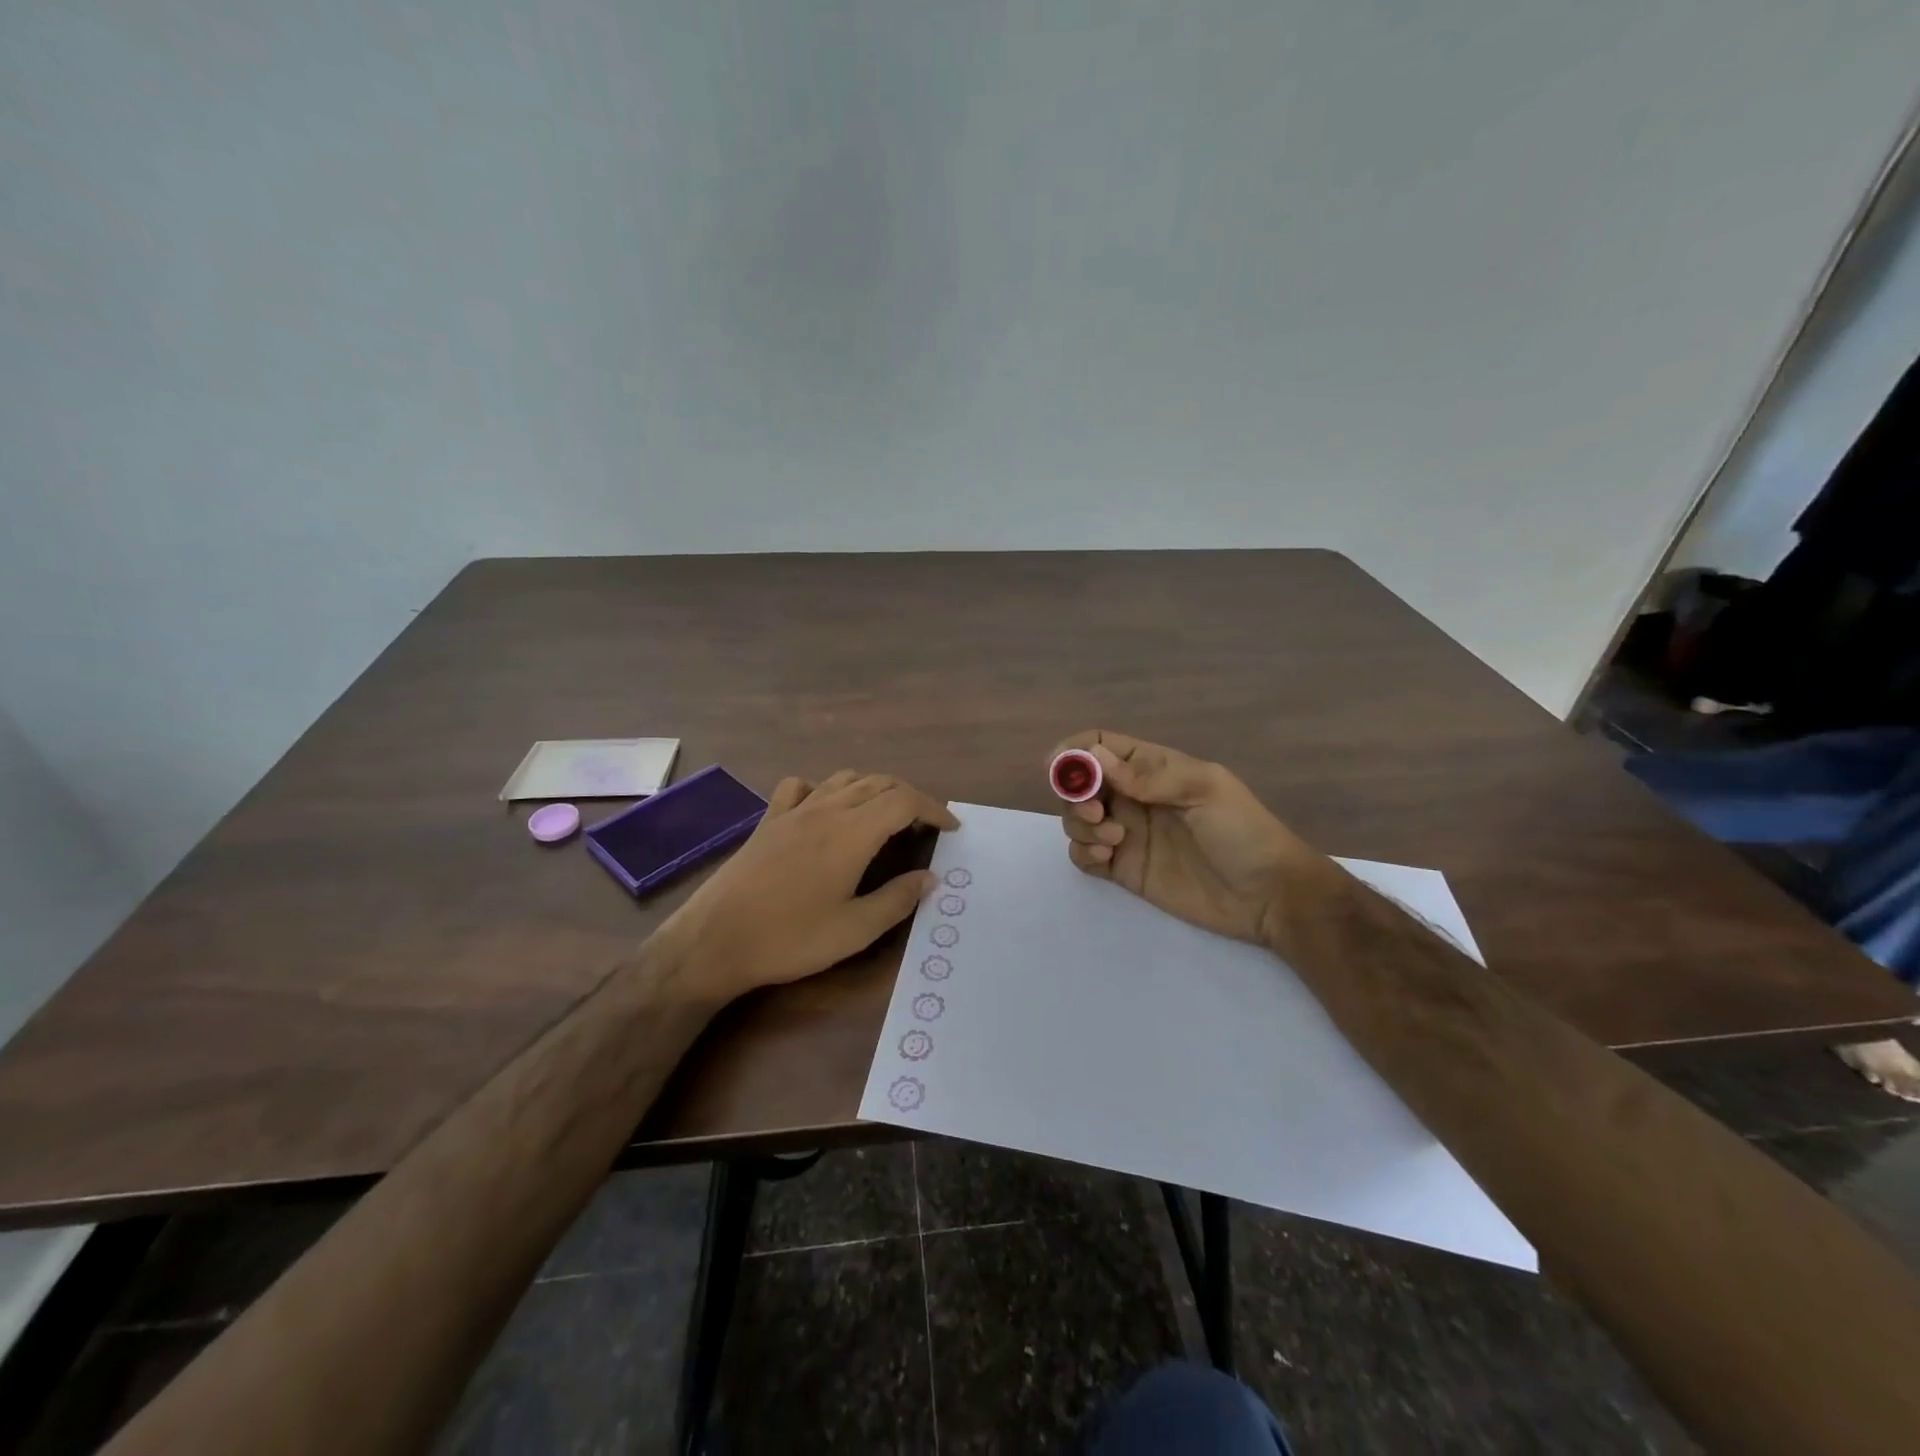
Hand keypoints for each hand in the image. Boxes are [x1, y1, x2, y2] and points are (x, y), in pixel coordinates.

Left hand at [662, 771, 958, 1002]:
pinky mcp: (768, 821)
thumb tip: (930, 877)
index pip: (904, 800)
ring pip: (843, 779)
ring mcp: (793, 811)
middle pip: (878, 782)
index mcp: (852, 832)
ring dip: (873, 789)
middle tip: (924, 826)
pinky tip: (824, 810)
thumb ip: (897, 899)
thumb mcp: (855, 930)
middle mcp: (826, 810)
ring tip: (884, 815)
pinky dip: (823, 789)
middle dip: (909, 797)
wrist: (715, 940)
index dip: (932, 808)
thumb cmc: (790, 938)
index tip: (950, 829)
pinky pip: (800, 787)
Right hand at [1054, 731, 1303, 944]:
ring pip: (1077, 819)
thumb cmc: (1242, 831)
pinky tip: (1107, 858)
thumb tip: (1094, 758)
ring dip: (1080, 824)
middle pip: (1081, 783)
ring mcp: (1128, 834)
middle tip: (1096, 813)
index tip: (1058, 768)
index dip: (1075, 752)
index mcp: (1153, 769)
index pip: (1101, 746)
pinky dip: (1083, 853)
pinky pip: (1085, 856)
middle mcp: (1134, 798)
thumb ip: (1149, 775)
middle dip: (1075, 793)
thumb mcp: (1205, 789)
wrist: (1268, 895)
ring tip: (1114, 839)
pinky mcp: (1125, 870)